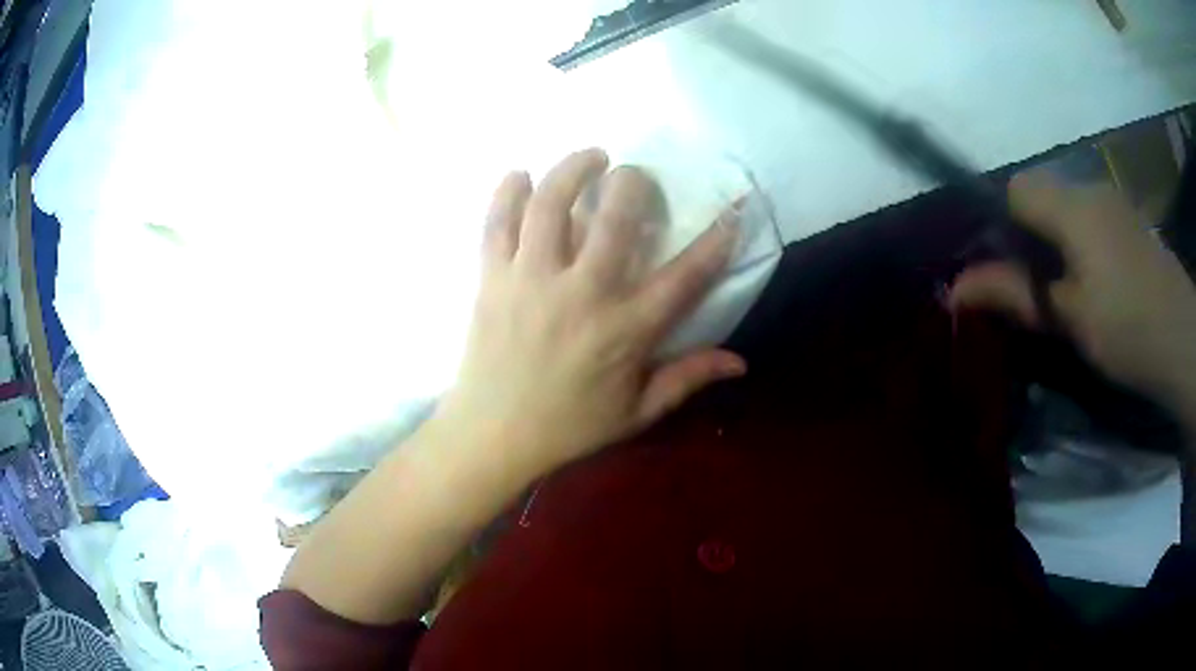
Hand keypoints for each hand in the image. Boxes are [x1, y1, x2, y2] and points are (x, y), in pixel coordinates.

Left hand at [433, 149, 745, 477]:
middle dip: (633, 182)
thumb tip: (740, 362)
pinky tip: (520, 174)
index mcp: (625, 330)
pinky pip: (497, 223)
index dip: (716, 238)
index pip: (685, 275)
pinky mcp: (493, 278)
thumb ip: (688, 379)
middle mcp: (581, 294)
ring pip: (551, 205)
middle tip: (633, 175)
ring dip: (572, 169)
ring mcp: (531, 280)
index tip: (733, 207)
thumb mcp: (637, 412)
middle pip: (615, 218)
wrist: (493, 435)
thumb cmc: (569, 427)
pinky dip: (507, 192)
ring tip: (590, 157)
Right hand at [950, 171, 1195, 423]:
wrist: (1185, 342)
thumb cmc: (1129, 329)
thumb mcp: (1071, 319)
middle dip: (1028, 235)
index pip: (1015, 189)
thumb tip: (954, 289)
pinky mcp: (1131, 222)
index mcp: (1072, 205)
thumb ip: (1016, 295)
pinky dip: (1081, 244)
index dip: (1000, 222)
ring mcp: (1114, 203)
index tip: (1003, 268)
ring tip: (1066, 293)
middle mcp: (1090, 189)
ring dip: (1056, 242)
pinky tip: (1095, 284)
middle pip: (1041, 194)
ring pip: (1067, 208)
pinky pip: (1091, 219)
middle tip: (1034, 289)